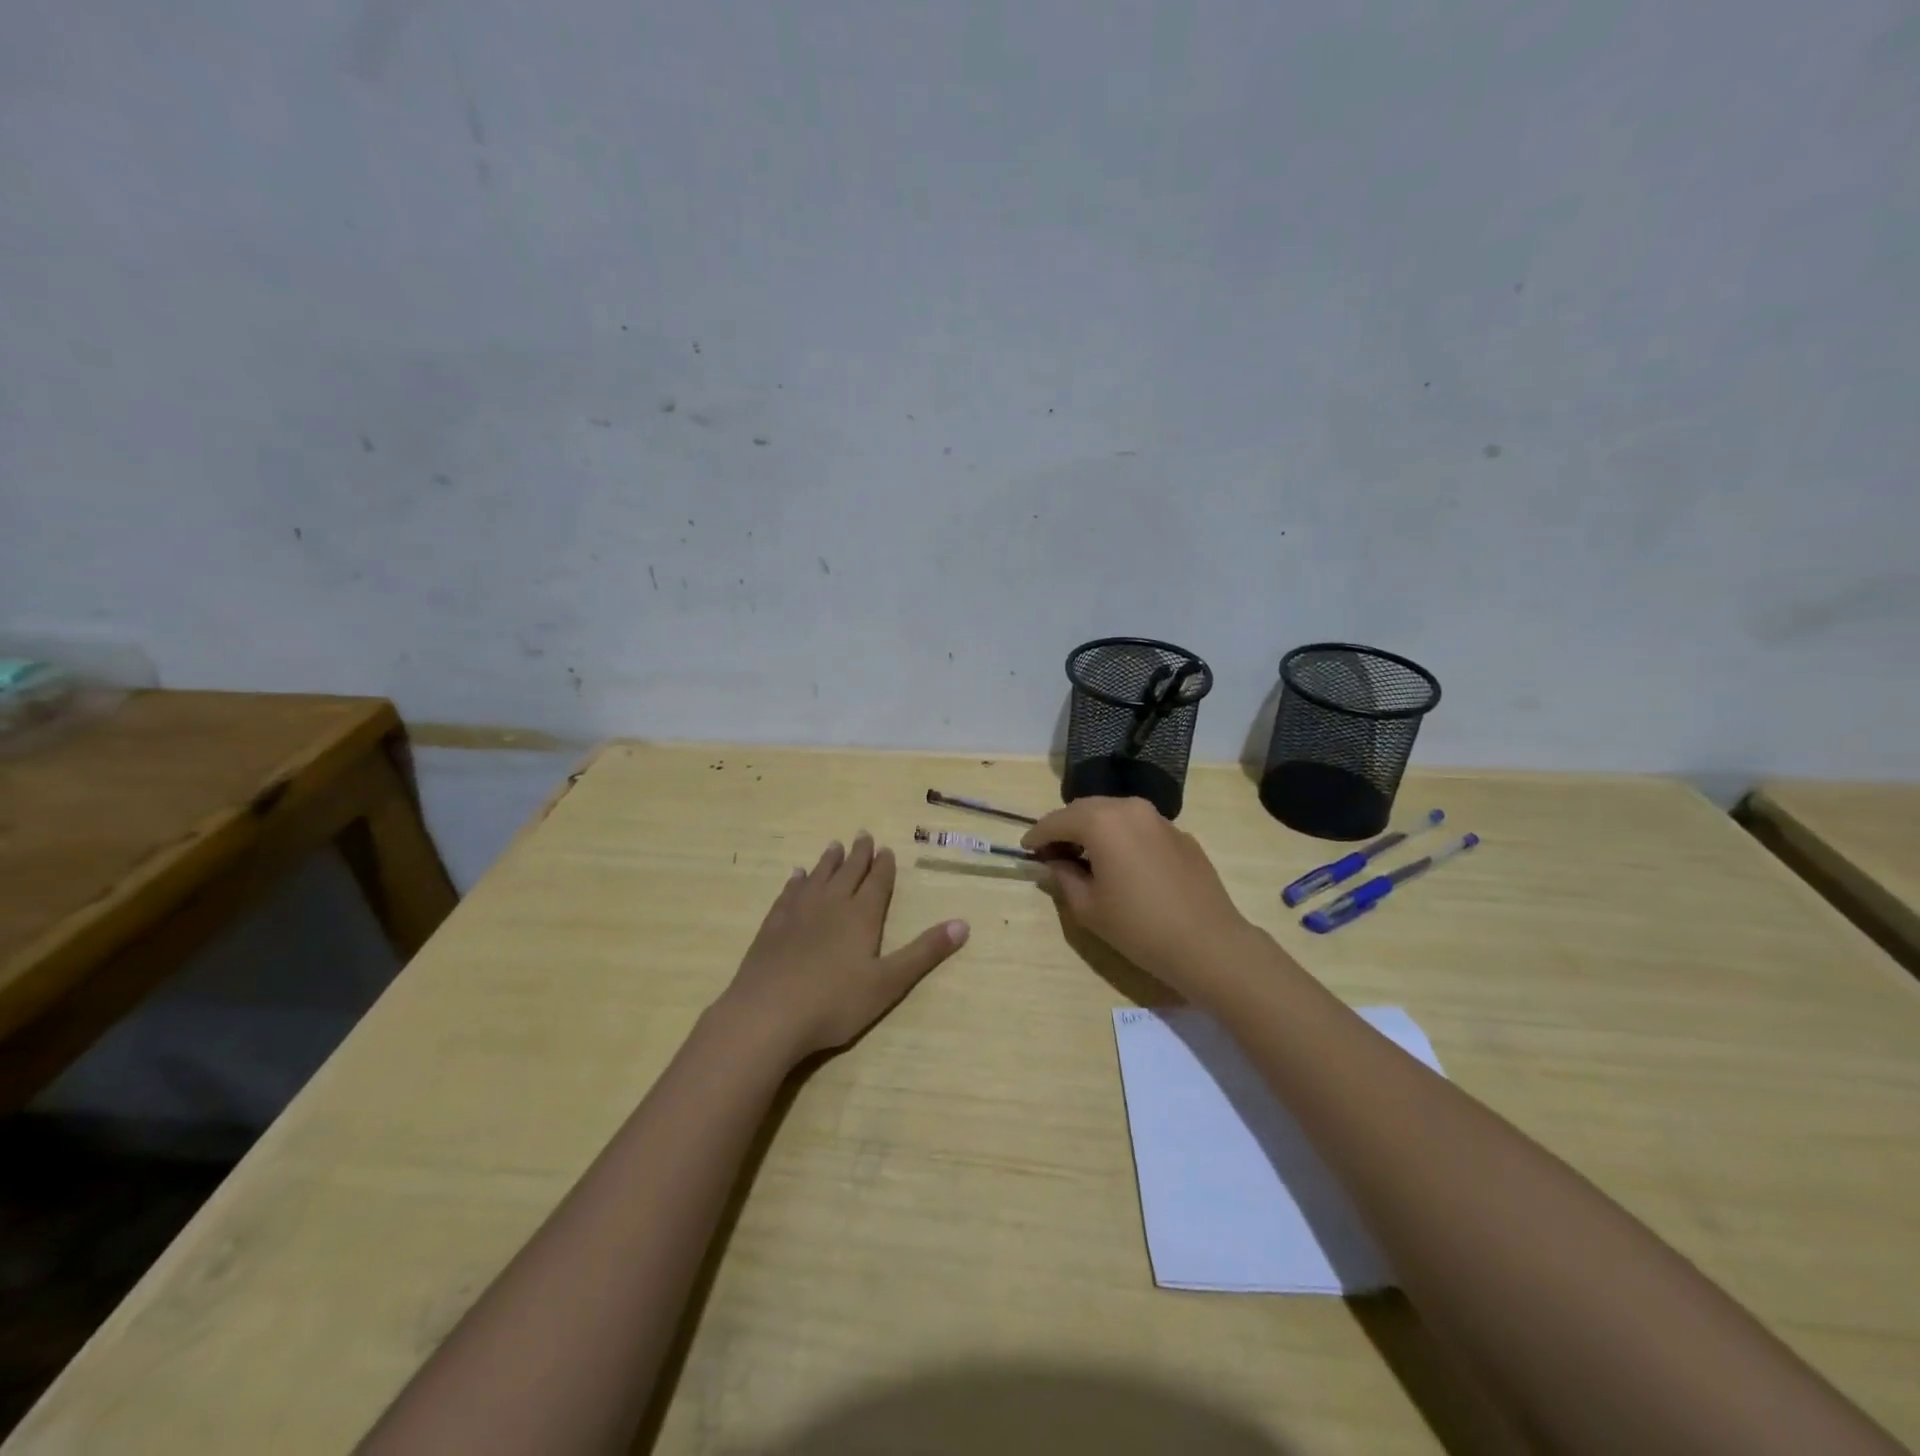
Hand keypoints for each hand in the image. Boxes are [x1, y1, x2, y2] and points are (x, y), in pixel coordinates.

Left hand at [715, 833, 968, 1064]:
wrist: (768, 1014)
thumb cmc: (835, 1002)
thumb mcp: (889, 982)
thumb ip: (924, 953)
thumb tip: (963, 924)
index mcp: (861, 916)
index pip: (877, 883)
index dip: (884, 866)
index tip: (886, 848)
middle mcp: (831, 905)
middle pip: (848, 873)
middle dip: (859, 854)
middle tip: (863, 835)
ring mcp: (798, 913)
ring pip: (818, 877)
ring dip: (828, 861)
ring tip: (834, 845)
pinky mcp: (772, 927)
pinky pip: (788, 894)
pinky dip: (796, 881)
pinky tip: (796, 876)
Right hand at [1022, 796, 1258, 995]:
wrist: (1208, 943)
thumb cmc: (1139, 927)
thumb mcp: (1088, 907)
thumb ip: (1063, 877)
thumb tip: (1053, 863)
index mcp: (1102, 822)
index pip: (1057, 820)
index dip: (1037, 835)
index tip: (1025, 849)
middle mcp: (1130, 808)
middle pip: (1085, 809)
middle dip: (1065, 828)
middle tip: (1052, 853)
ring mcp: (1159, 819)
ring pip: (1114, 814)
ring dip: (1094, 829)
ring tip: (1085, 857)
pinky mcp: (1180, 835)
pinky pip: (1139, 827)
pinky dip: (1122, 837)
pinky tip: (1122, 865)